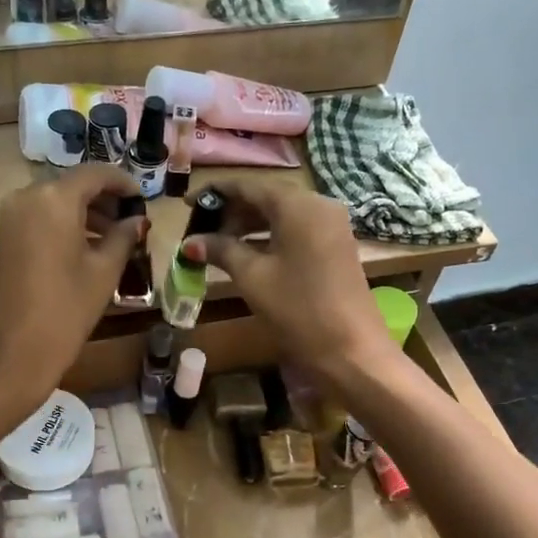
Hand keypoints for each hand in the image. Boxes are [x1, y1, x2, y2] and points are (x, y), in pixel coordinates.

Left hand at [0, 165, 145, 422]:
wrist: (6, 360)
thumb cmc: (64, 313)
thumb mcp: (103, 274)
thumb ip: (123, 238)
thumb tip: (136, 221)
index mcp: (52, 200)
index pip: (94, 174)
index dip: (122, 182)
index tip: (142, 199)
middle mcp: (23, 200)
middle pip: (69, 187)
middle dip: (101, 200)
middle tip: (129, 221)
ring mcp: (4, 223)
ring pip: (50, 206)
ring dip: (81, 216)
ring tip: (110, 240)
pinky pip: (34, 225)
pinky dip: (59, 230)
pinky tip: (79, 255)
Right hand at [187, 183, 398, 386]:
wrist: (351, 351)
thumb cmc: (298, 309)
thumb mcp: (252, 277)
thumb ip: (221, 250)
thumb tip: (190, 242)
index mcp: (297, 204)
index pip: (248, 186)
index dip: (215, 193)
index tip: (186, 204)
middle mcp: (318, 204)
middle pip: (267, 196)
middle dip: (232, 211)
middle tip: (200, 231)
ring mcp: (331, 225)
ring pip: (282, 213)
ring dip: (249, 225)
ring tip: (219, 244)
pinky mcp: (335, 246)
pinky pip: (296, 229)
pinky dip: (269, 235)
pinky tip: (247, 253)